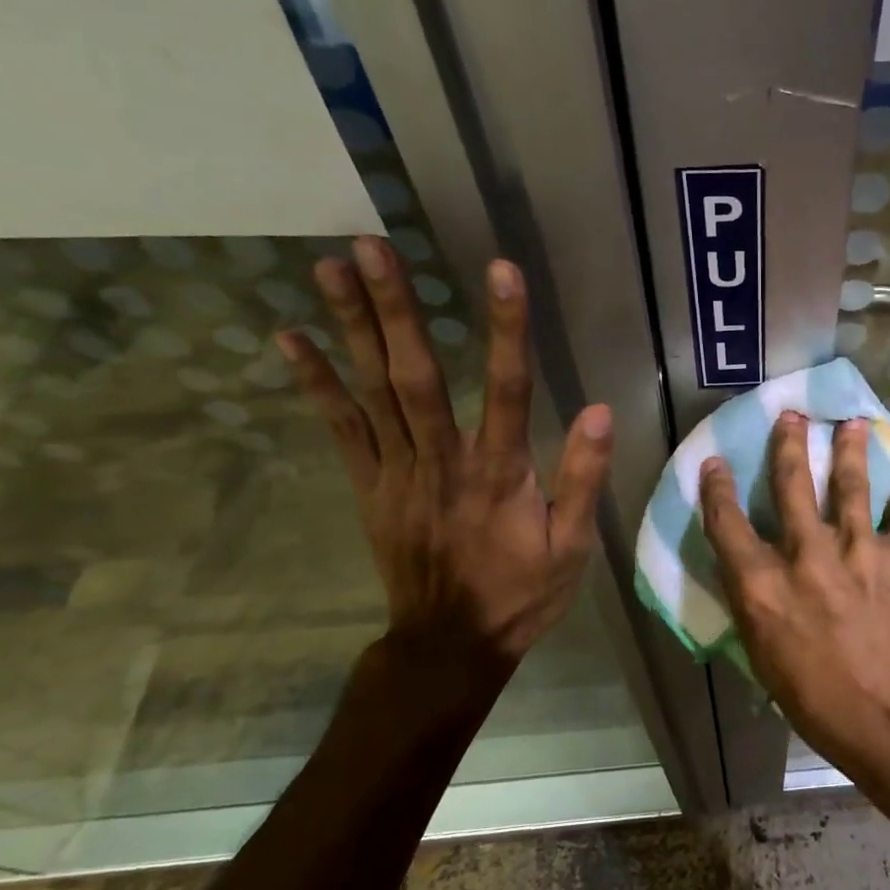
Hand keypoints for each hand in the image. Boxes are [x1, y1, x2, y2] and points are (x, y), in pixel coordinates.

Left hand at [278, 236, 612, 680]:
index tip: (501, 271)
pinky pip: (340, 429)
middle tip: (371, 245)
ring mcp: (397, 472)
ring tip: (329, 267)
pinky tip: (291, 337)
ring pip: (372, 392)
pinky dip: (315, 382)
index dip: (505, 328)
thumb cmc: (522, 593)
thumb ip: (582, 479)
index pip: (507, 389)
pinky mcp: (369, 486)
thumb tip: (598, 411)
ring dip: (350, 328)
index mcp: (500, 473)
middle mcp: (443, 462)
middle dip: (395, 309)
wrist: (450, 644)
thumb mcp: (573, 546)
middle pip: (417, 376)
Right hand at [699, 412, 889, 804]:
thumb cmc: (826, 708)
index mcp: (764, 588)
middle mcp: (806, 555)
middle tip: (791, 416)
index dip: (716, 490)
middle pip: (791, 485)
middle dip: (788, 445)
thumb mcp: (770, 665)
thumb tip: (757, 582)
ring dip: (849, 448)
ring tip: (850, 422)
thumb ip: (760, 613)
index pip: (727, 526)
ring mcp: (859, 549)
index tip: (714, 464)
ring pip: (850, 483)